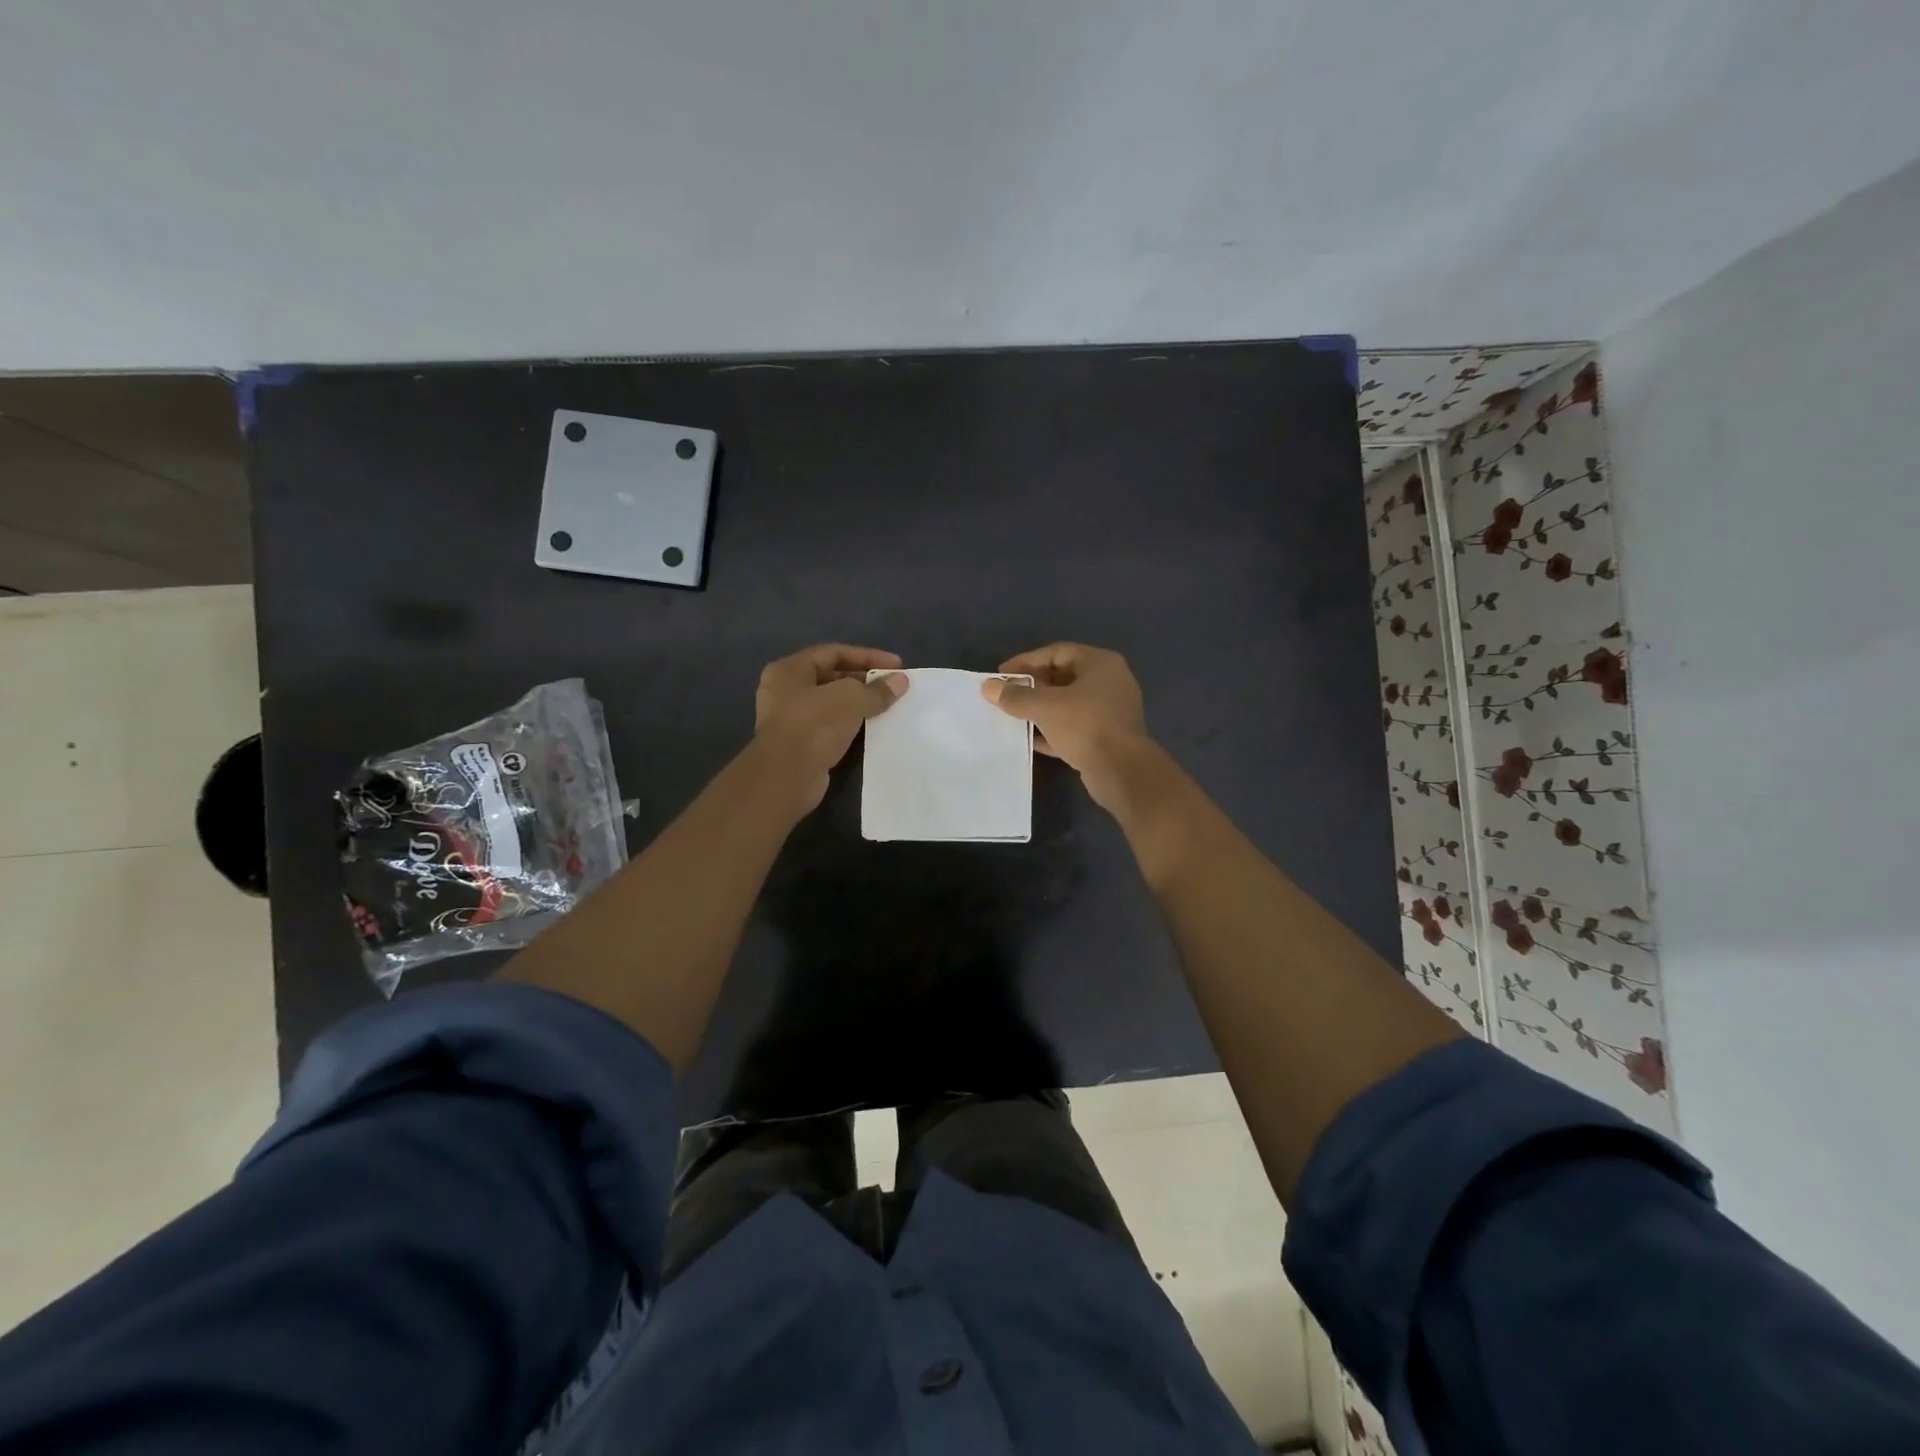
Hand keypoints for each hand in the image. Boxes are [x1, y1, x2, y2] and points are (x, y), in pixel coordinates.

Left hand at [755, 643, 907, 812]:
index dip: (867, 656)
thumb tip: (901, 681)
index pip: (833, 653)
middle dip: (864, 680)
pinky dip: (851, 723)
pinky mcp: (800, 744)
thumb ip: (877, 689)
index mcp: (789, 670)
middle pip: (831, 677)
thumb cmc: (814, 726)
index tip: (897, 665)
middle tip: (893, 686)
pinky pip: (830, 725)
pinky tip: (872, 727)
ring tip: (888, 705)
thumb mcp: (851, 700)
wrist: (787, 777)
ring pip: (831, 703)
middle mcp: (785, 691)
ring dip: (859, 703)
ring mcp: (790, 719)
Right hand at [982, 643, 1148, 809]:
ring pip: (1067, 704)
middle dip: (1032, 686)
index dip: (1026, 661)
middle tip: (1006, 696)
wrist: (1121, 771)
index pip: (1057, 652)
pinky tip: (1030, 739)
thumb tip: (988, 687)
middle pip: (1063, 677)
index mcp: (1100, 664)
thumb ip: (1015, 696)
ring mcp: (1109, 711)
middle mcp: (1108, 682)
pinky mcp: (1106, 737)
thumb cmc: (1085, 726)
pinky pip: (1073, 727)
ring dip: (1041, 710)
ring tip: (1013, 716)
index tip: (1001, 674)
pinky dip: (1052, 730)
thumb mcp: (1045, 707)